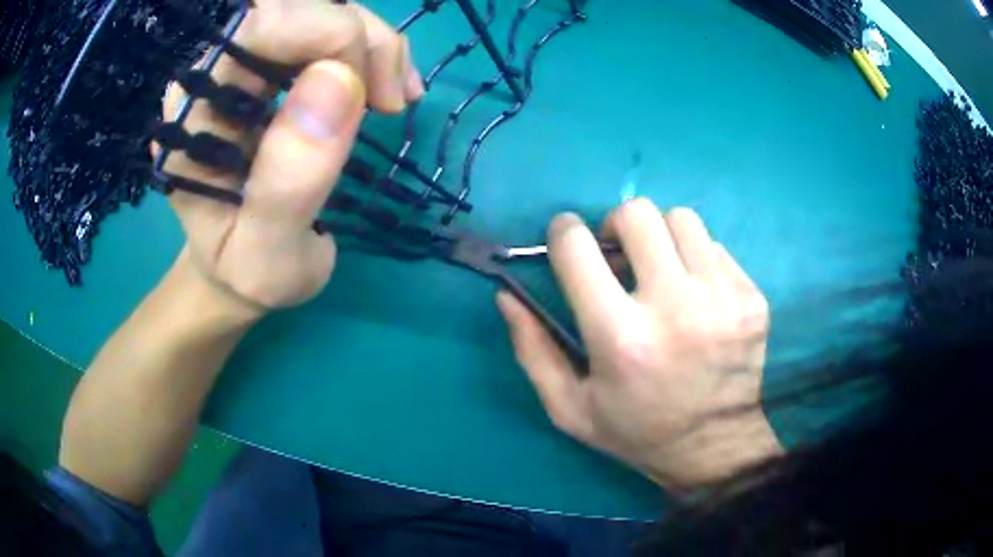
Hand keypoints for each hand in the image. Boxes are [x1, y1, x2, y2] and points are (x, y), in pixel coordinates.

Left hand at [158, 1, 423, 312]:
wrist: (238, 271)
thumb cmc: (245, 273)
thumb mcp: (267, 256)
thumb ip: (290, 181)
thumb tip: (339, 80)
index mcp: (196, 111)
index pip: (262, 25)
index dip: (328, 37)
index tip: (370, 98)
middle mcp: (216, 74)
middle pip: (296, 8)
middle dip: (359, 39)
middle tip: (389, 101)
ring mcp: (246, 67)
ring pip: (322, 13)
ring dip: (374, 46)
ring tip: (394, 102)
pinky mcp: (274, 70)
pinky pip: (333, 33)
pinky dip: (374, 53)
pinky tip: (387, 93)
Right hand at [497, 199, 781, 491]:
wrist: (717, 446)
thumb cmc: (638, 430)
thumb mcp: (570, 407)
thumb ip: (533, 350)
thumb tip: (506, 295)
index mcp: (621, 339)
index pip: (578, 248)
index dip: (562, 232)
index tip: (566, 238)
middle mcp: (676, 308)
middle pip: (636, 215)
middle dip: (614, 226)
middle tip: (618, 255)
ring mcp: (723, 299)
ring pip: (680, 219)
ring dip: (660, 237)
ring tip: (660, 271)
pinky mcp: (752, 298)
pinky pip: (715, 247)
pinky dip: (696, 259)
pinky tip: (696, 294)